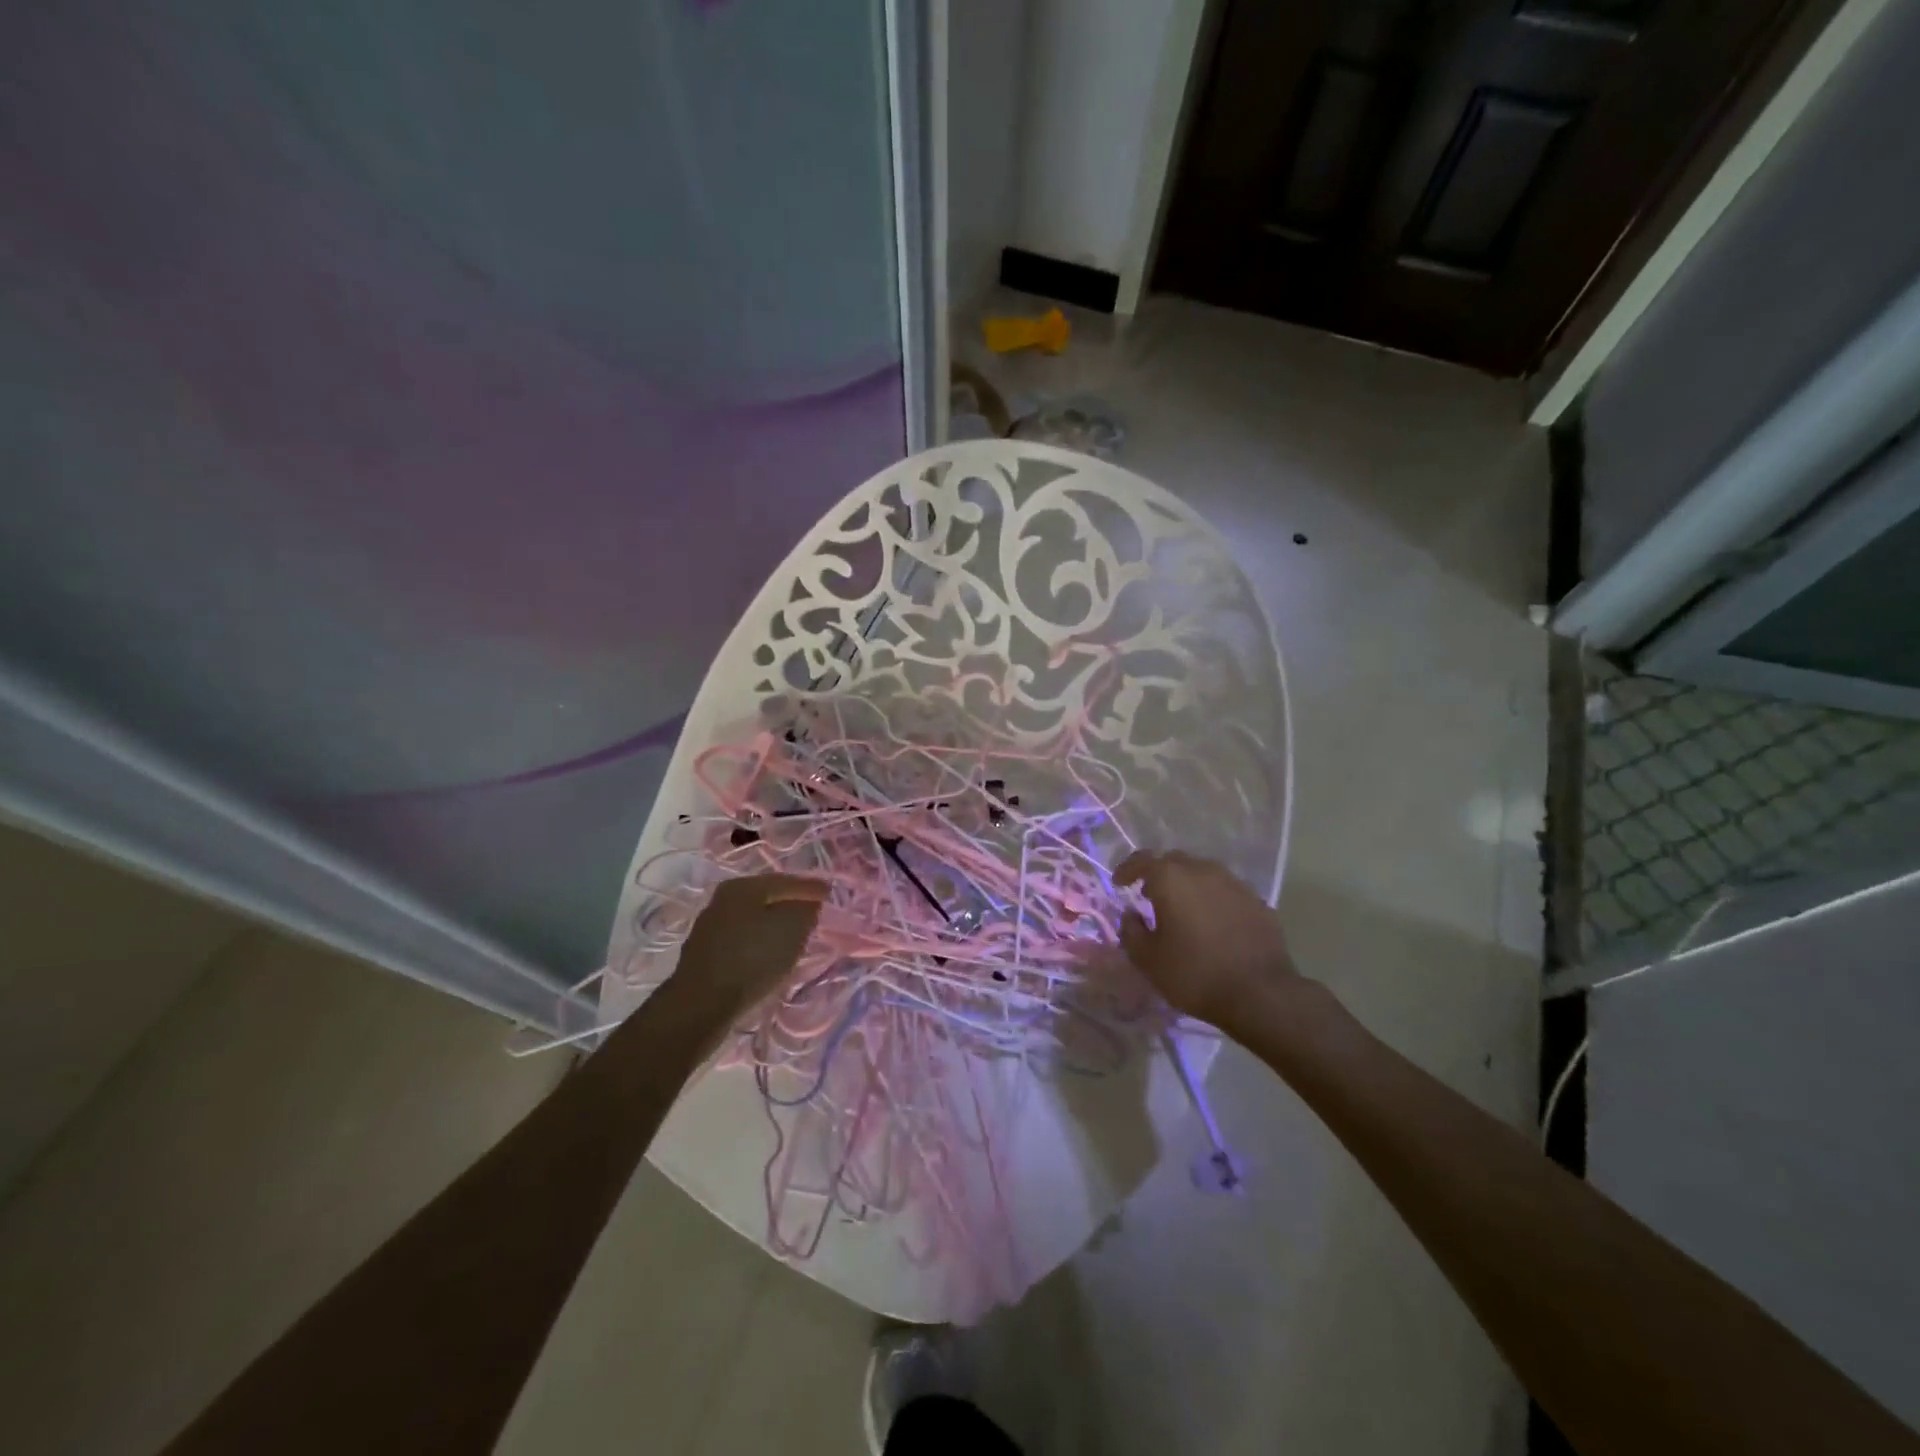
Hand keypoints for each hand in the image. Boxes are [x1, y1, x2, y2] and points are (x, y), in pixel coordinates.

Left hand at [666, 873, 827, 1027]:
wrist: (701, 1006)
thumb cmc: (752, 959)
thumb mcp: (792, 930)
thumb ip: (806, 910)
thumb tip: (808, 903)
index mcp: (743, 886)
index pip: (786, 881)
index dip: (811, 888)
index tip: (831, 893)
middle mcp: (723, 899)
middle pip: (767, 897)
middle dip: (792, 904)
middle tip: (814, 911)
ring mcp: (710, 927)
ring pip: (754, 919)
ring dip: (775, 925)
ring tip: (796, 935)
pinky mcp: (705, 954)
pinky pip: (743, 939)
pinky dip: (760, 942)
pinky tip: (770, 954)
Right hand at [1114, 850, 1298, 1036]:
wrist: (1260, 994)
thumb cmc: (1194, 974)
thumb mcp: (1148, 960)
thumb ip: (1131, 931)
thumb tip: (1131, 915)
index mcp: (1171, 878)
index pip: (1142, 860)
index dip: (1127, 870)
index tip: (1120, 884)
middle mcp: (1202, 870)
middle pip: (1174, 861)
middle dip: (1159, 875)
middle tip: (1150, 896)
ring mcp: (1234, 884)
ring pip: (1203, 874)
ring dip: (1188, 886)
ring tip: (1183, 910)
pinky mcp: (1257, 901)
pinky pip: (1226, 892)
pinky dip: (1213, 900)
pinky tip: (1213, 924)